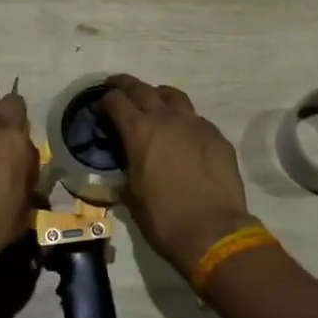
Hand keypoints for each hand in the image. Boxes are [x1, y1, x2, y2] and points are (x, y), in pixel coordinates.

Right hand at [101, 75, 250, 276]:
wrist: (213, 231)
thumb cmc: (163, 218)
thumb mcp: (131, 196)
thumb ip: (126, 171)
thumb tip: (126, 168)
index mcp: (139, 131)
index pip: (115, 101)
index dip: (104, 102)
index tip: (99, 109)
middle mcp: (166, 118)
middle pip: (141, 88)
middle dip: (125, 85)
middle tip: (116, 88)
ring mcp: (195, 123)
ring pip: (173, 95)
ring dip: (158, 95)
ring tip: (153, 103)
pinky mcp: (217, 136)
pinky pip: (196, 119)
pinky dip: (184, 121)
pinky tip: (183, 136)